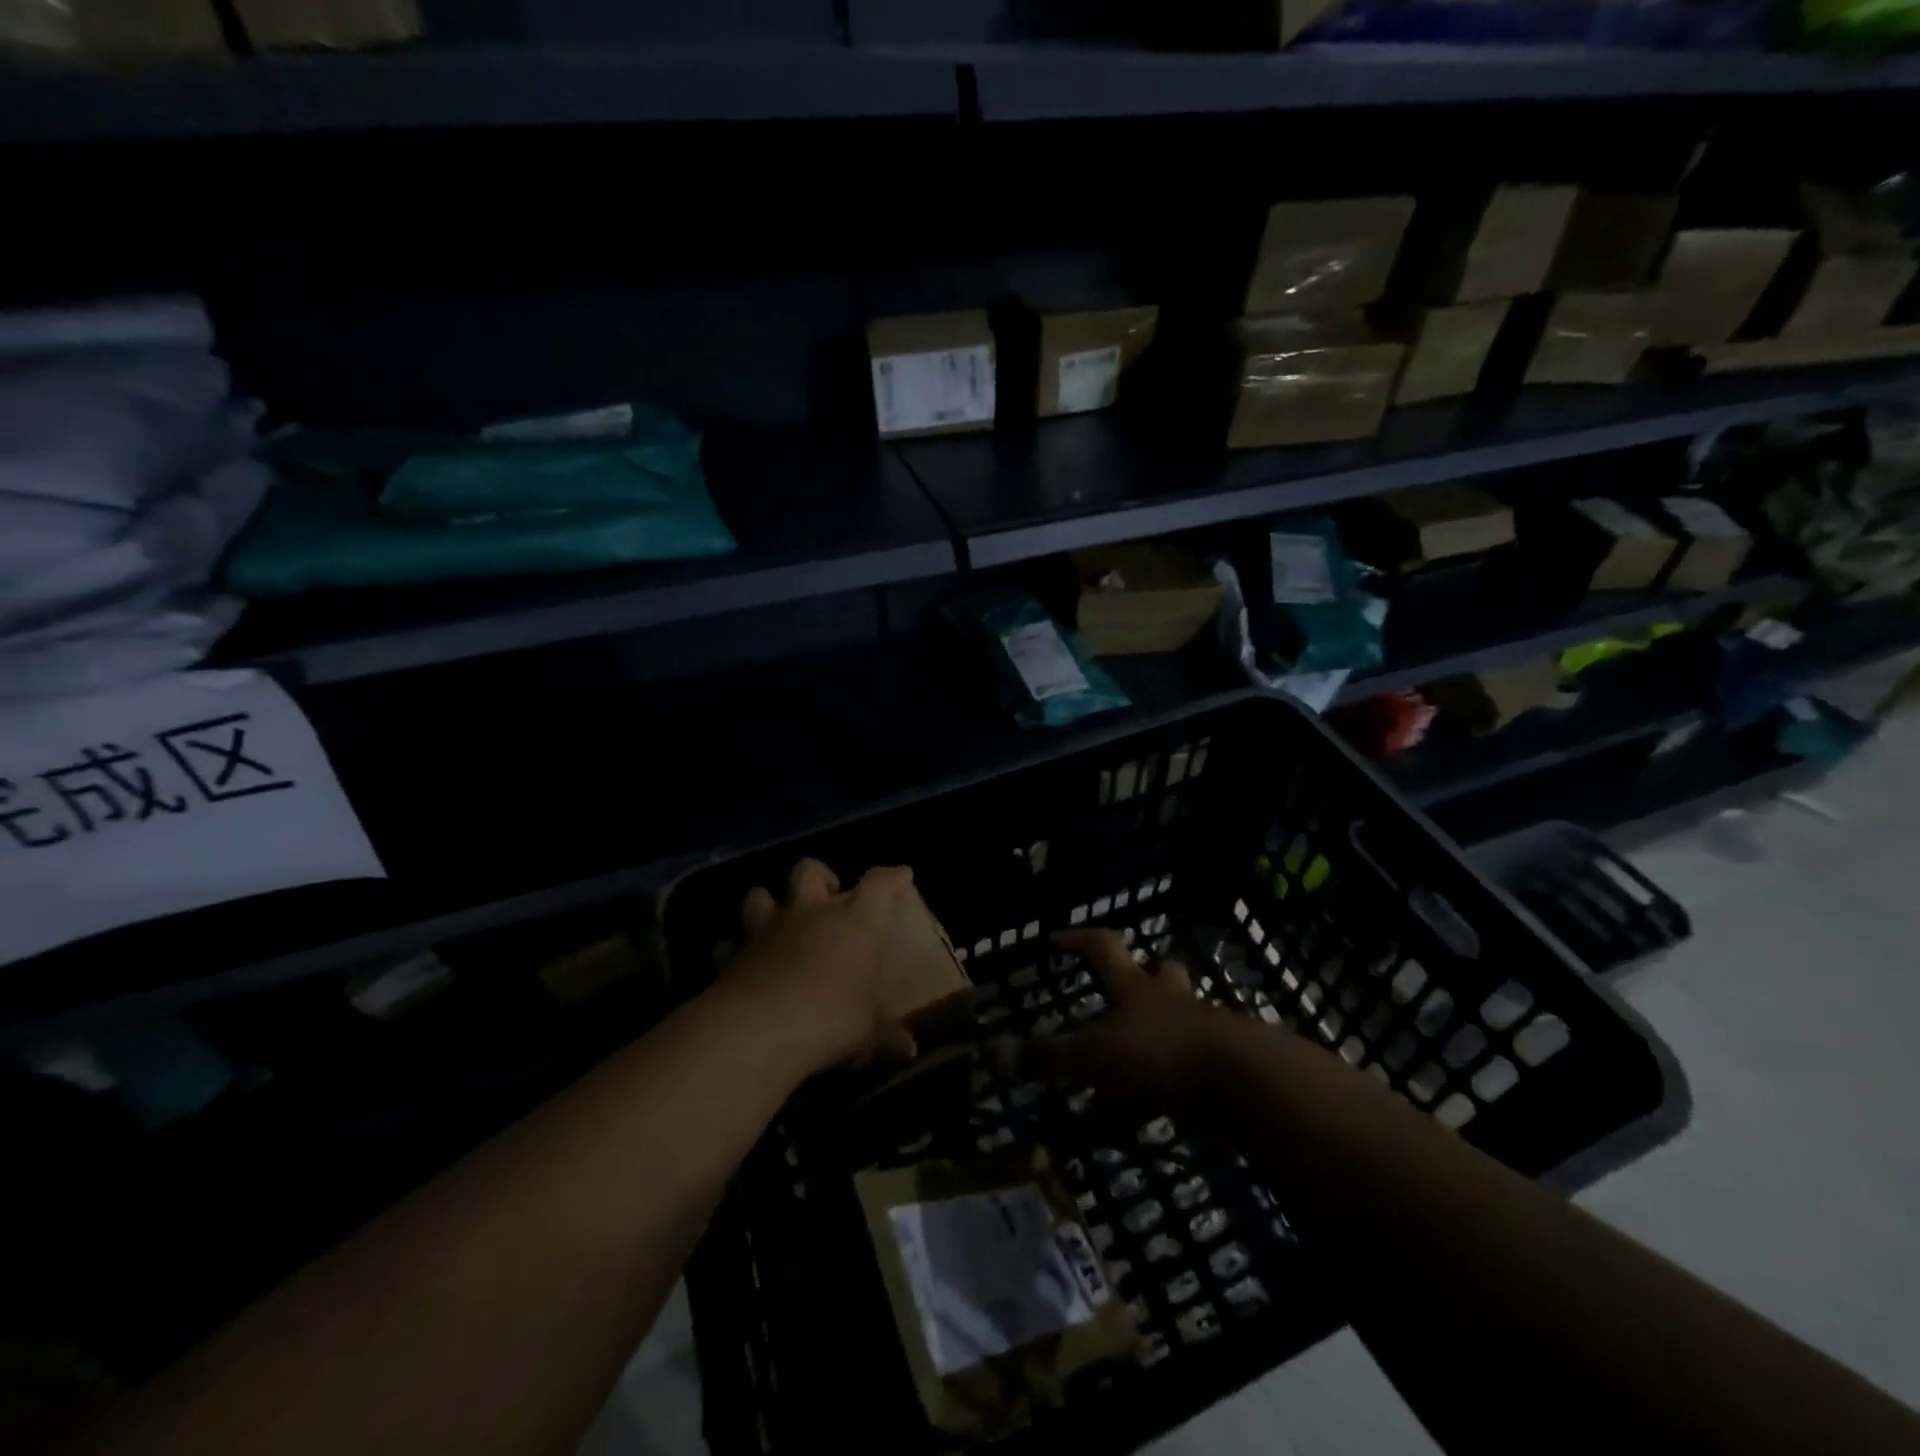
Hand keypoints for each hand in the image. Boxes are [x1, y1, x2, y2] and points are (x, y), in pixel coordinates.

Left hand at [718, 858, 917, 1077]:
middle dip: (820, 875)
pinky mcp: (733, 953)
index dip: (891, 877)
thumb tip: (910, 1050)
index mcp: (853, 923)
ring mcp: (767, 929)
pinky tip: (740, 962)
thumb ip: (887, 1036)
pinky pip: (729, 942)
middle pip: (810, 871)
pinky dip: (734, 949)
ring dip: (769, 902)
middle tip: (827, 896)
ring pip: (760, 894)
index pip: (878, 885)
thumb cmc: (830, 1018)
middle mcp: (810, 914)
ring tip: (778, 921)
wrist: (760, 1028)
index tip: (902, 874)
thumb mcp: (868, 1032)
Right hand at [1028, 928, 1224, 1111]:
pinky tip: (1152, 1112)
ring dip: (1157, 1031)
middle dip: (1143, 973)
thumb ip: (1050, 1058)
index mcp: (1136, 987)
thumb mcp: (1094, 1057)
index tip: (1056, 938)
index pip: (1103, 948)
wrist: (1242, 1083)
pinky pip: (1190, 1067)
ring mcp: (1201, 1030)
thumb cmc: (1159, 1054)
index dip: (1077, 939)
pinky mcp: (1222, 1066)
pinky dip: (1169, 1083)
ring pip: (1179, 1017)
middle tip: (1123, 987)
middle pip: (1159, 971)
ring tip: (1130, 1061)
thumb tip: (1001, 1053)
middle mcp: (1169, 1000)